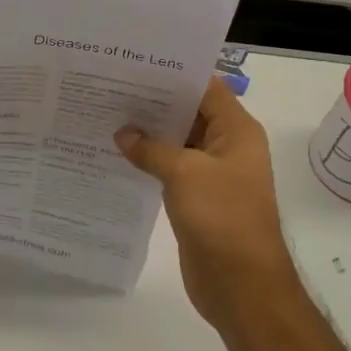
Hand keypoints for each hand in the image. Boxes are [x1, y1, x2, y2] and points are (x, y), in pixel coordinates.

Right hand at [115, 77, 299, 331]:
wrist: (242, 285)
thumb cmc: (221, 217)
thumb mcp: (184, 173)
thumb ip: (151, 148)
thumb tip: (123, 134)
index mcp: (236, 131)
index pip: (205, 87)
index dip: (174, 74)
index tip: (135, 65)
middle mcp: (227, 146)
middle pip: (190, 113)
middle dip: (154, 102)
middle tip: (111, 87)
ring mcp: (213, 174)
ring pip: (178, 142)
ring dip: (149, 133)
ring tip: (108, 115)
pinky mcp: (198, 198)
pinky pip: (171, 169)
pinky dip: (149, 161)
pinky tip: (118, 153)